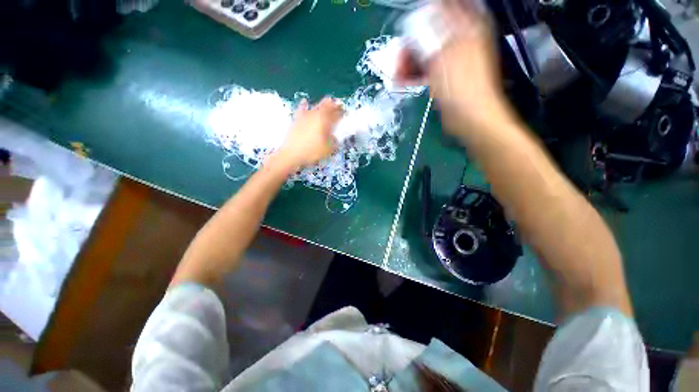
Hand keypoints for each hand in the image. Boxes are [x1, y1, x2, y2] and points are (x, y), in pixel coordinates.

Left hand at [273, 97, 342, 169]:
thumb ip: (334, 142)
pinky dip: (304, 105)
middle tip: (339, 104)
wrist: (291, 153)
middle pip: (326, 107)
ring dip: (323, 103)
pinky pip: (301, 109)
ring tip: (328, 100)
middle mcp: (315, 115)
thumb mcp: (328, 149)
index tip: (345, 112)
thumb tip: (335, 138)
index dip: (341, 113)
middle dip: (334, 105)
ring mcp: (305, 116)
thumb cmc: (312, 151)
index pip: (335, 115)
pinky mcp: (297, 119)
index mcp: (324, 121)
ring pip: (316, 106)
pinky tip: (304, 101)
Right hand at [396, 0, 512, 137]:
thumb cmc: (460, 86)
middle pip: (429, 31)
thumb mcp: (441, 55)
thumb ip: (427, 34)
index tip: (406, 32)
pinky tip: (404, 80)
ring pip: (425, 51)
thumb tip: (414, 20)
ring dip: (409, 62)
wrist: (469, 116)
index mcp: (466, 25)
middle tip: (399, 60)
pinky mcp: (445, 75)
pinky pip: (427, 67)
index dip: (420, 18)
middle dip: (410, 44)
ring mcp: (452, 57)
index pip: (439, 9)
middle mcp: (460, 37)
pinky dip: (414, 73)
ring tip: (397, 75)